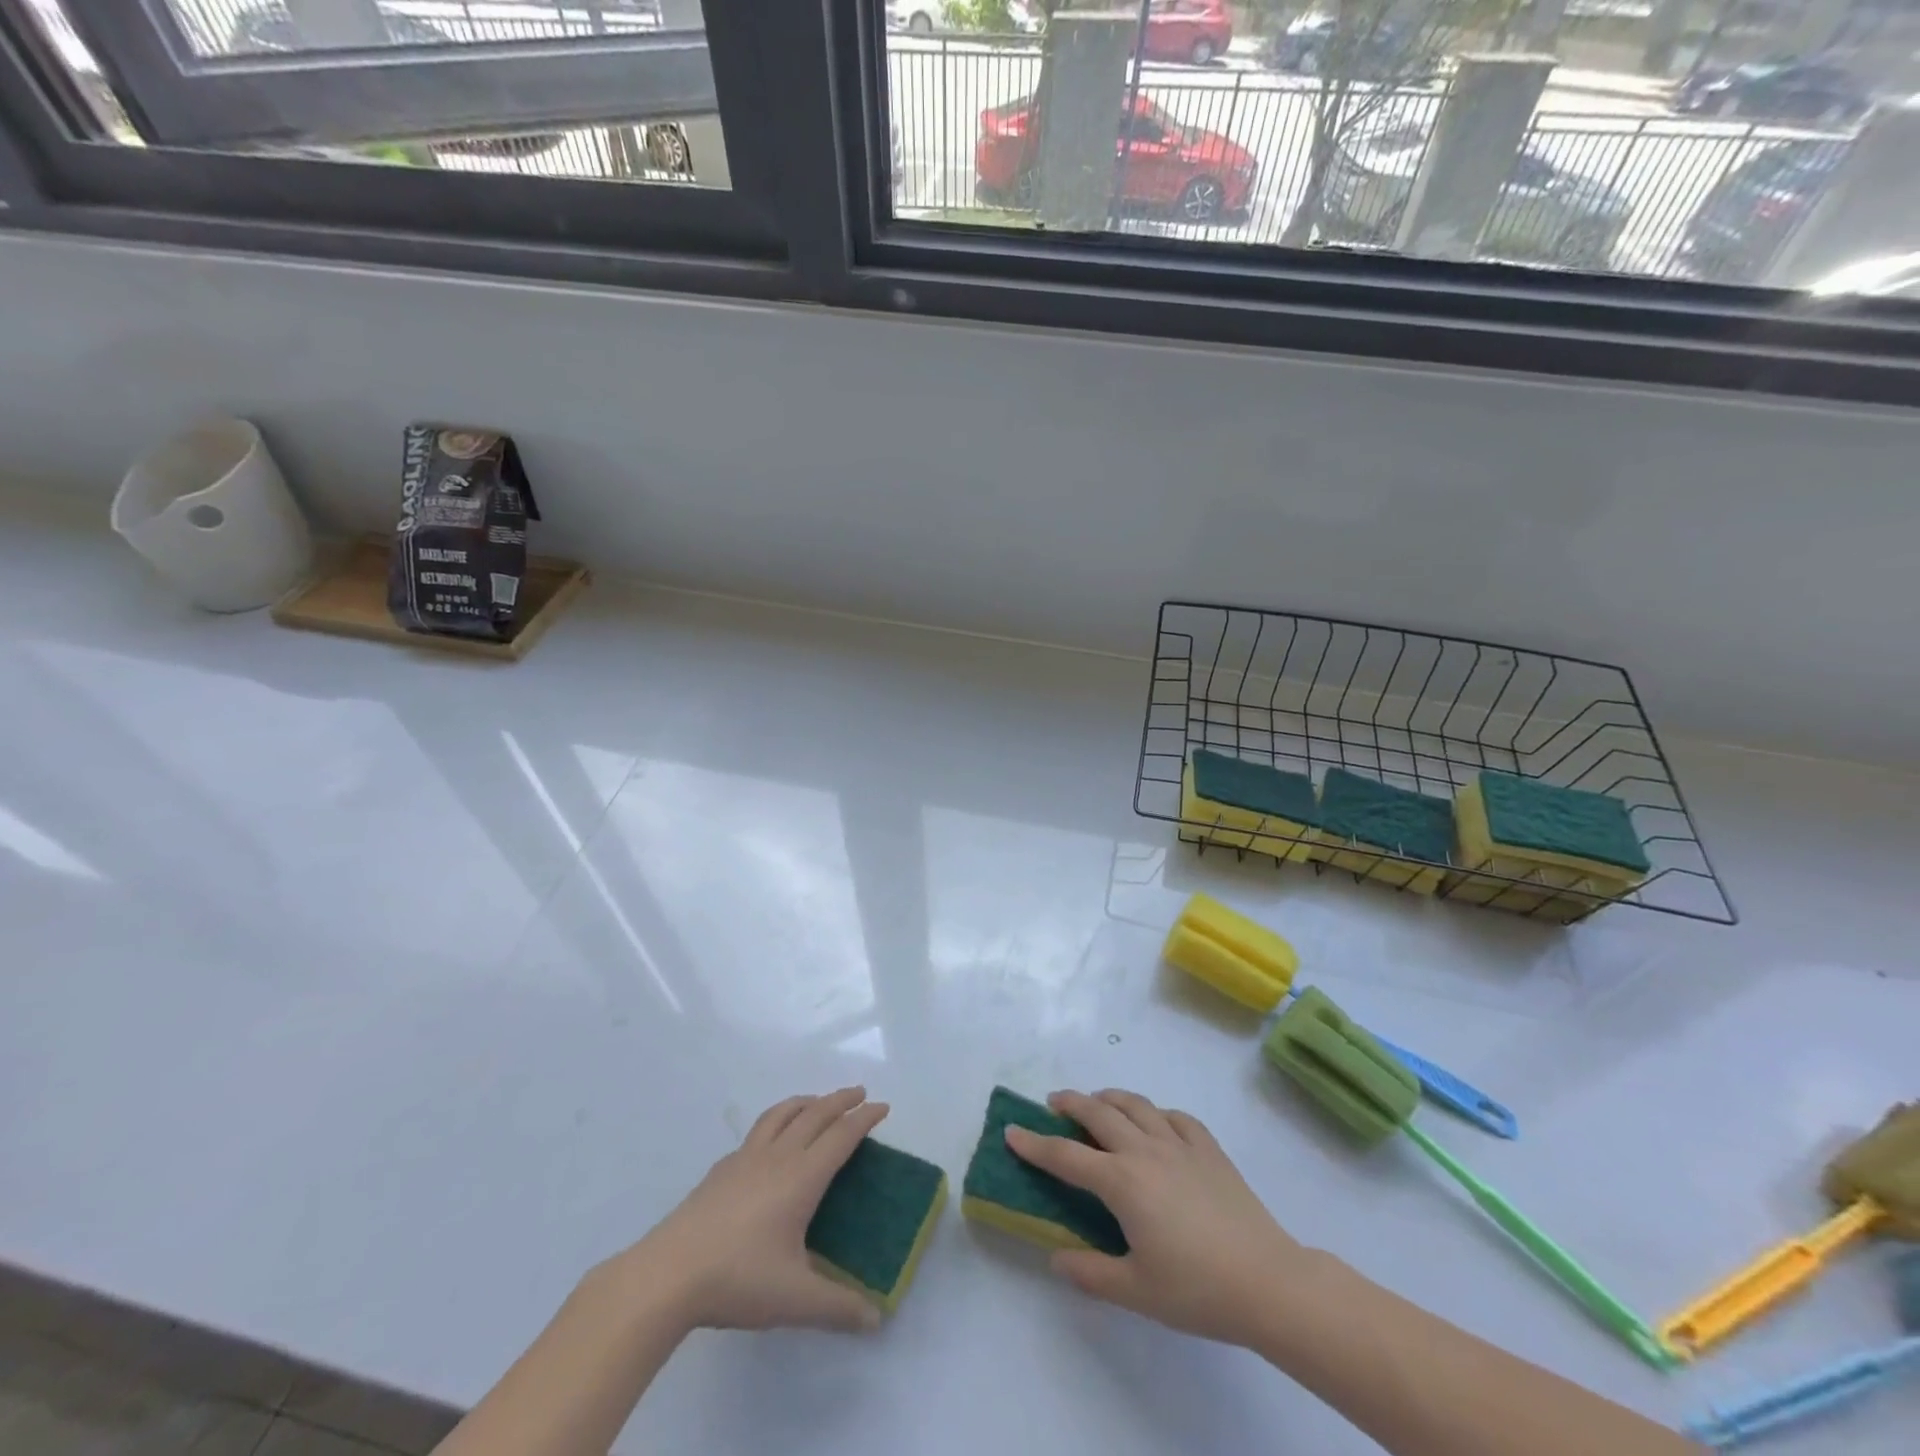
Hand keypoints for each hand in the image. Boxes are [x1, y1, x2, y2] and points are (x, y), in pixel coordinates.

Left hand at [618, 1087, 888, 1333]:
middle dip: (841, 1100)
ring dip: (806, 1101)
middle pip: (815, 1114)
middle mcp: (778, 1156)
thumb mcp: (795, 1300)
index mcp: (802, 1177)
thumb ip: (838, 1307)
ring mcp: (745, 1158)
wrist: (669, 1273)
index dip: (864, 1119)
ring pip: (782, 1113)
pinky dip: (776, 1122)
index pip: (841, 1135)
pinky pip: (757, 1131)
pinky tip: (771, 1141)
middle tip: (860, 1093)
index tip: (883, 1107)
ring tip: (818, 1101)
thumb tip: (876, 1319)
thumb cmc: (738, 1279)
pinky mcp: (721, 1169)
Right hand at [1006, 1089, 1308, 1346]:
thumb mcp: (1136, 1292)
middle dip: (1070, 1103)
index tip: (1012, 1131)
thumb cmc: (1197, 1289)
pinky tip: (1156, 1124)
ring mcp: (1179, 1143)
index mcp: (1121, 1181)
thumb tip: (1057, 1257)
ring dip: (1110, 1097)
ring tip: (1098, 1103)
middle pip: (1098, 1113)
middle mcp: (1144, 1150)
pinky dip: (1157, 1113)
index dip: (1035, 1144)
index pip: (1066, 1156)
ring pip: (1136, 1104)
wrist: (1267, 1281)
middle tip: (1053, 1102)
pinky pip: (1175, 1117)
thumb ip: (1090, 1273)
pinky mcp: (1209, 1148)